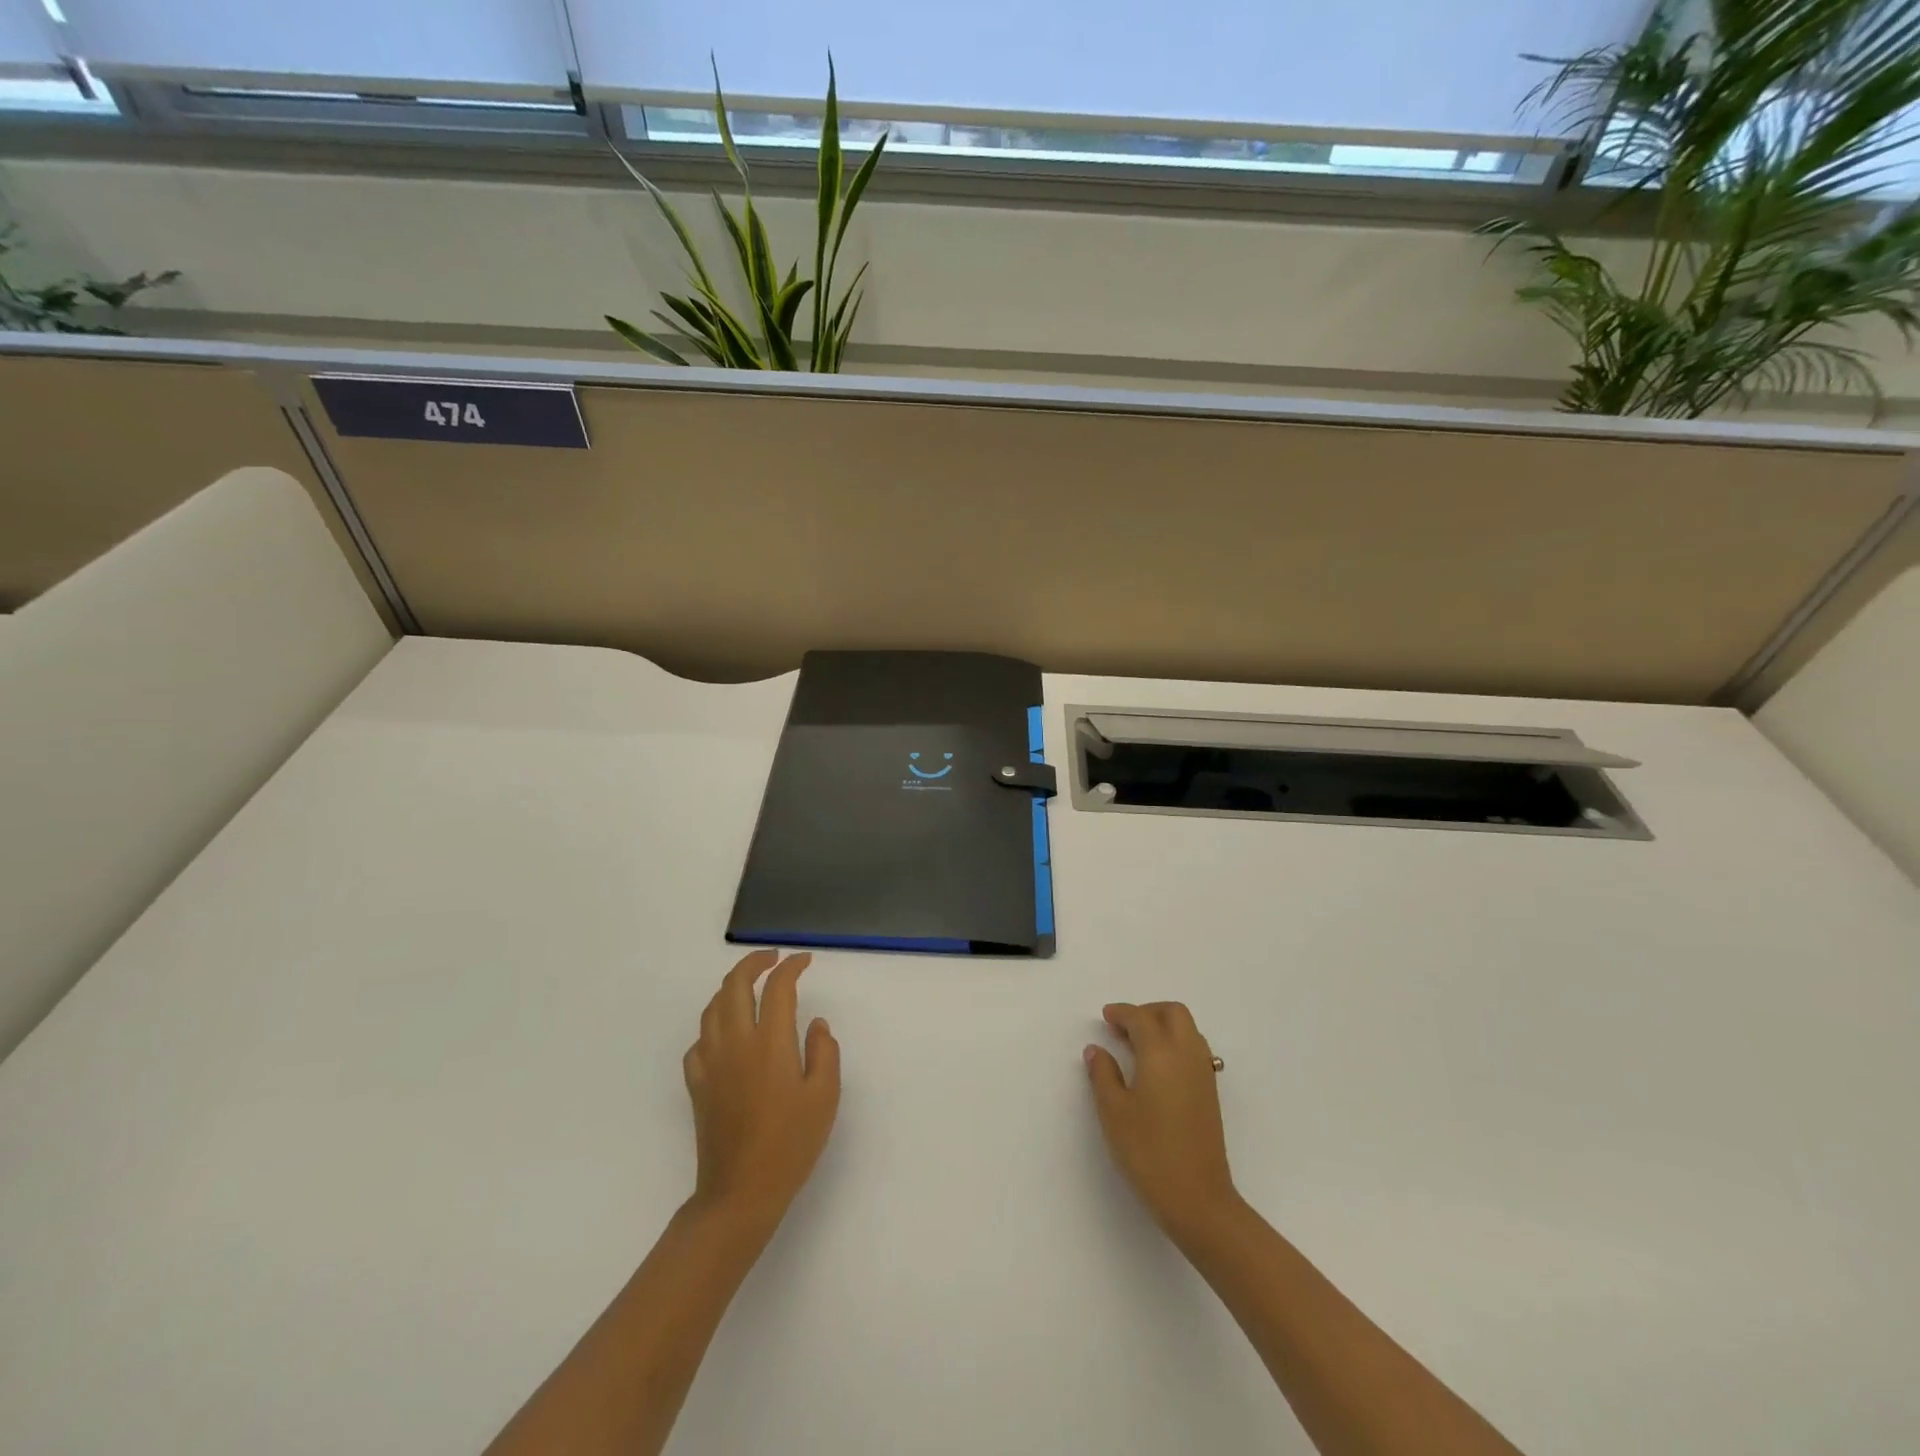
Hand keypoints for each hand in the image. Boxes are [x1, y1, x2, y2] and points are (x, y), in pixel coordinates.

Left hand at [683, 950, 840, 1237]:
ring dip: (730, 987)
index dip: (791, 967)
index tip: (804, 961)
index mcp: (769, 1043)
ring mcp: (711, 1063)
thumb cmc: (790, 1144)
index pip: (777, 988)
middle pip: (734, 985)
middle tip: (773, 959)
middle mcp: (735, 1043)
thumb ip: (824, 1052)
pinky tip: (726, 1034)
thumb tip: (815, 1024)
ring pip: (712, 1008)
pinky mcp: (697, 1084)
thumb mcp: (824, 1097)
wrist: (740, 1193)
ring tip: (749, 986)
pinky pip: (699, 1040)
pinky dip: (713, 1024)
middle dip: (753, 963)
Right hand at [1086, 1001, 1238, 1241]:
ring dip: (1163, 1026)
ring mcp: (1203, 1073)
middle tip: (1123, 1028)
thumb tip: (1096, 1050)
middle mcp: (1187, 1054)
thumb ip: (1103, 1075)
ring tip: (1137, 1047)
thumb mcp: (1114, 1112)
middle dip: (1147, 1011)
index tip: (1105, 1017)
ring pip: (1187, 1030)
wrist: (1198, 1199)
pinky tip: (1156, 1069)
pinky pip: (1194, 1049)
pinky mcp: (1210, 1093)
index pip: (1141, 1018)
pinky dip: (1175, 1044)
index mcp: (1161, 1053)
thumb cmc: (1149, 1152)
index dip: (1121, 1013)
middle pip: (1173, 1013)